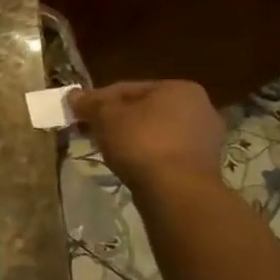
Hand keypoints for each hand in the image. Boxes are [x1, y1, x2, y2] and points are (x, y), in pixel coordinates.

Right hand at [70, 80, 224, 191]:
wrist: (176, 190)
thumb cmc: (141, 142)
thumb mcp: (105, 117)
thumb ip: (89, 103)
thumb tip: (74, 95)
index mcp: (179, 88)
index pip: (127, 88)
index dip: (97, 100)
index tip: (78, 113)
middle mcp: (200, 107)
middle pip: (143, 109)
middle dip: (114, 119)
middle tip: (89, 131)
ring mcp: (205, 137)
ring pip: (154, 131)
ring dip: (129, 137)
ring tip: (105, 148)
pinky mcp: (203, 163)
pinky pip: (165, 150)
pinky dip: (146, 153)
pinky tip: (127, 163)